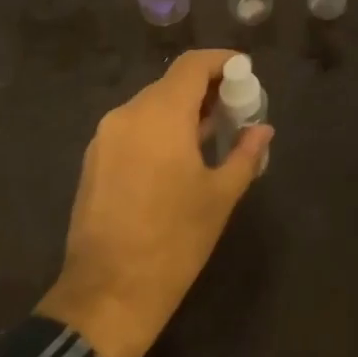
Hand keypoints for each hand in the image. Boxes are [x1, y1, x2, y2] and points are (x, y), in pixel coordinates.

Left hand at [36, 50, 273, 356]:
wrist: (106, 295)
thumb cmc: (174, 242)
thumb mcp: (219, 197)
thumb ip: (244, 154)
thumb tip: (263, 130)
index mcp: (161, 115)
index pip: (192, 66)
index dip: (221, 61)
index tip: (245, 72)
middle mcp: (128, 114)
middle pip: (171, 84)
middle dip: (205, 90)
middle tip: (235, 109)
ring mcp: (105, 137)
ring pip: (150, 106)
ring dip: (181, 111)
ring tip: (211, 135)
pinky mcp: (94, 160)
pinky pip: (133, 128)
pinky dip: (158, 130)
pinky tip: (177, 158)